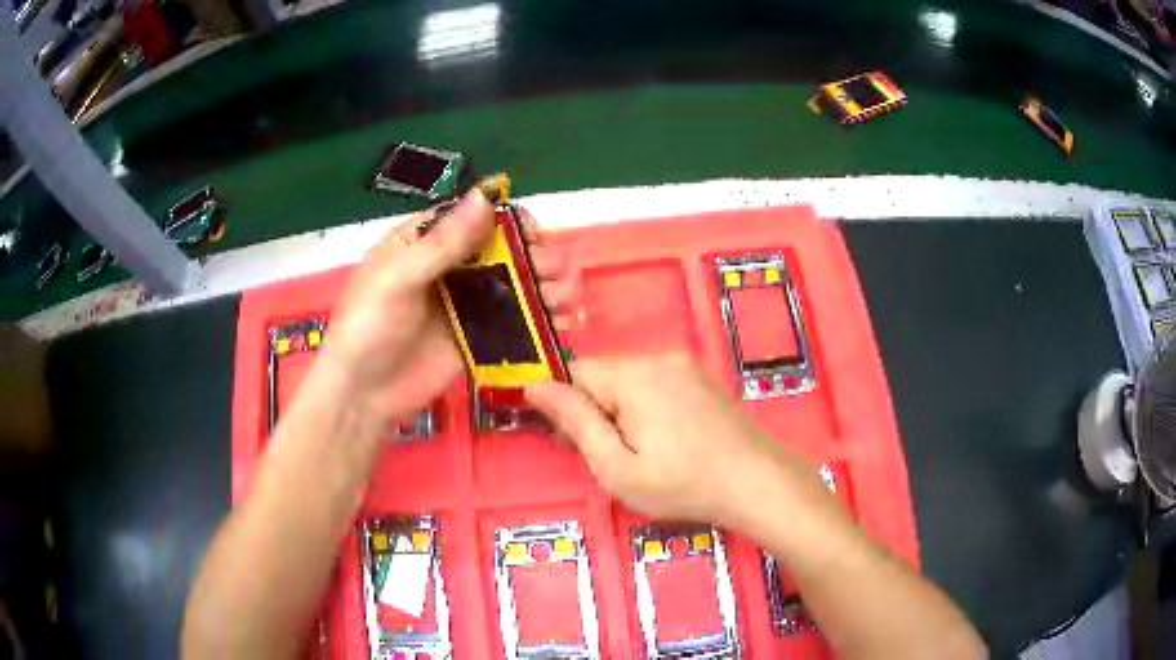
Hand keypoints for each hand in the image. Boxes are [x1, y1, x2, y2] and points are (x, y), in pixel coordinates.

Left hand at [321, 189, 576, 425]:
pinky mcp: (481, 338)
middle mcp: (454, 267)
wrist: (362, 394)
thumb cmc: (369, 327)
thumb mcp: (398, 279)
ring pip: (520, 285)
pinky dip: (544, 321)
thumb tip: (486, 197)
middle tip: (550, 275)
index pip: (479, 217)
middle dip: (538, 257)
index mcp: (429, 241)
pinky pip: (518, 323)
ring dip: (549, 286)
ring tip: (563, 300)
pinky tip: (563, 326)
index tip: (533, 238)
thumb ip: (444, 243)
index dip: (512, 222)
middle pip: (508, 250)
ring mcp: (470, 304)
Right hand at [525, 353, 783, 521]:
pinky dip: (648, 407)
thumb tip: (534, 386)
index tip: (575, 444)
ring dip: (622, 411)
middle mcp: (658, 357)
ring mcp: (685, 364)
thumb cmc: (682, 484)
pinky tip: (667, 441)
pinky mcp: (701, 377)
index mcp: (633, 376)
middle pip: (603, 376)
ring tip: (644, 454)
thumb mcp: (617, 466)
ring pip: (629, 381)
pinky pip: (657, 383)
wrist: (756, 483)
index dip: (566, 407)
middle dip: (596, 412)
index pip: (575, 372)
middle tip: (614, 458)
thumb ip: (575, 422)